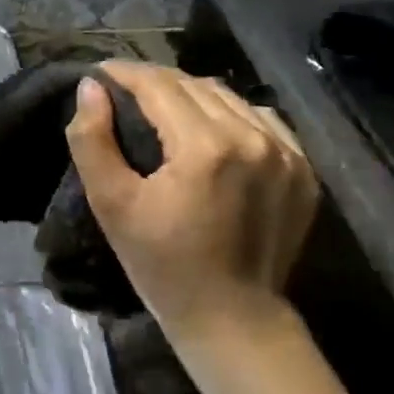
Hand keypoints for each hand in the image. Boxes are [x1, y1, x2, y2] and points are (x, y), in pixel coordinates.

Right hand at [65, 61, 317, 338]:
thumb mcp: (112, 205)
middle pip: (194, 84)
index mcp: (206, 146)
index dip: (124, 73)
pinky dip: (230, 113)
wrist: (233, 319)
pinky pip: (261, 118)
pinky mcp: (303, 168)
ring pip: (228, 97)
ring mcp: (286, 152)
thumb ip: (92, 140)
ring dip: (191, 94)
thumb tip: (91, 88)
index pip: (159, 85)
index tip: (99, 73)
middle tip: (125, 91)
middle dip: (154, 82)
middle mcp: (252, 137)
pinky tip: (211, 129)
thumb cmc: (163, 266)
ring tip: (163, 107)